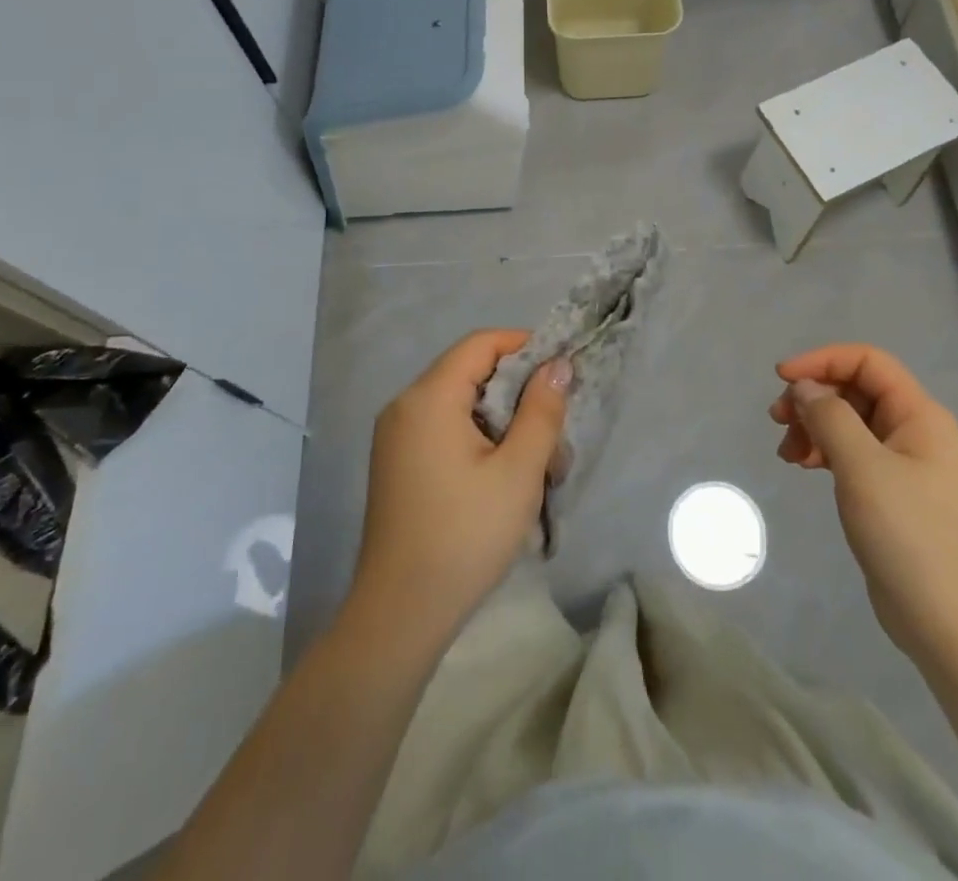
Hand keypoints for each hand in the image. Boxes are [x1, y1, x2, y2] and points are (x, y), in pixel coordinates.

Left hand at [348, 330, 568, 652]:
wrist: (400, 614)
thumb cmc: (465, 535)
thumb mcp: (518, 471)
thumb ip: (541, 411)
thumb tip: (557, 366)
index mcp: (429, 397)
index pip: (481, 344)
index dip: (524, 346)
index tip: (561, 372)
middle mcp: (405, 405)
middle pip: (471, 372)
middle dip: (519, 393)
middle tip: (554, 432)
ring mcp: (396, 436)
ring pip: (461, 404)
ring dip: (503, 422)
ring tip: (537, 465)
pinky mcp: (397, 463)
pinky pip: (445, 429)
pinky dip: (479, 439)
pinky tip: (503, 477)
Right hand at [770, 343, 957, 658]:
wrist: (948, 624)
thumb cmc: (909, 537)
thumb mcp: (862, 468)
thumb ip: (830, 418)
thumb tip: (804, 387)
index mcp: (920, 415)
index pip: (867, 362)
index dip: (822, 360)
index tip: (781, 379)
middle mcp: (915, 430)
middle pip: (855, 390)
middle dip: (813, 397)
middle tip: (777, 420)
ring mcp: (905, 463)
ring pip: (849, 421)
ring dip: (814, 426)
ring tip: (787, 452)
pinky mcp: (892, 492)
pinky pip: (851, 452)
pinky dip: (824, 452)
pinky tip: (802, 466)